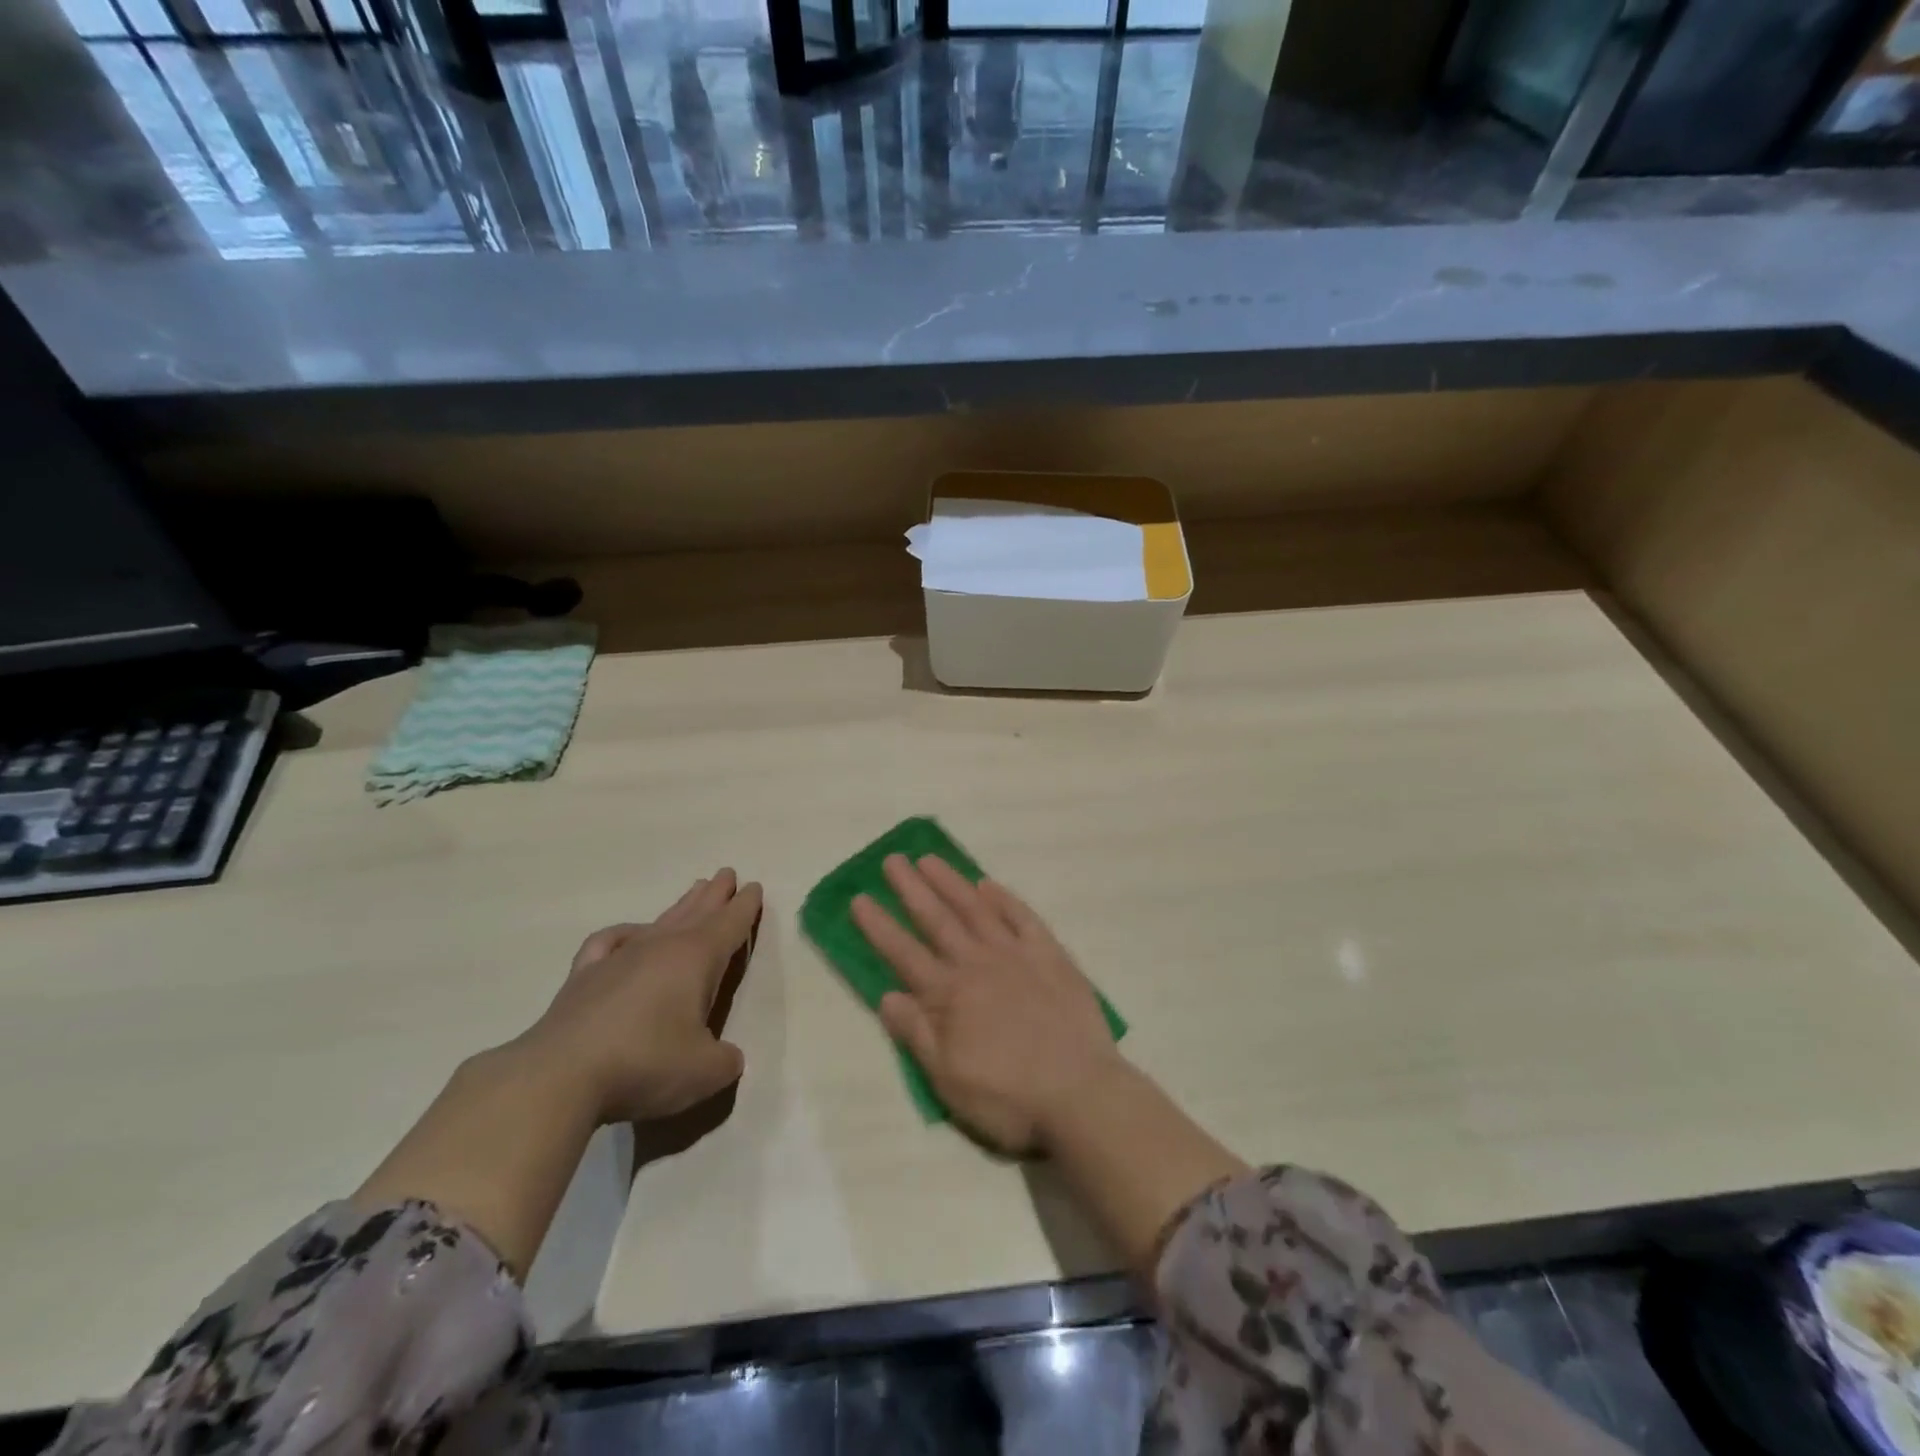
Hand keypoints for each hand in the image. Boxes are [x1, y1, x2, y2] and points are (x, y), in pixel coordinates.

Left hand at [522, 869, 762, 1124]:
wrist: (560, 1076)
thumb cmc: (645, 1063)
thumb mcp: (704, 1072)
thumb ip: (725, 1061)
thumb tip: (728, 1058)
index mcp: (696, 959)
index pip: (729, 925)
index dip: (745, 907)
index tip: (754, 886)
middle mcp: (661, 947)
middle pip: (696, 913)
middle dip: (715, 895)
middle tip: (726, 874)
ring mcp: (619, 958)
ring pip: (660, 921)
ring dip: (681, 906)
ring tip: (694, 891)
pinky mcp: (584, 976)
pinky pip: (610, 941)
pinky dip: (624, 933)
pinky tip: (630, 935)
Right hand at [852, 854, 1123, 1155]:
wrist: (1081, 1093)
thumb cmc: (1008, 1097)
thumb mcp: (949, 1080)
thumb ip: (917, 1033)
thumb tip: (887, 995)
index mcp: (949, 996)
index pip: (904, 953)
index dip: (879, 926)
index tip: (859, 898)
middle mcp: (977, 964)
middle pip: (937, 920)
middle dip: (911, 889)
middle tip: (892, 860)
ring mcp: (1016, 955)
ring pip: (975, 909)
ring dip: (951, 882)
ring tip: (929, 859)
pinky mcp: (1050, 956)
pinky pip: (1023, 918)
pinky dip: (1004, 899)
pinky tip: (989, 885)